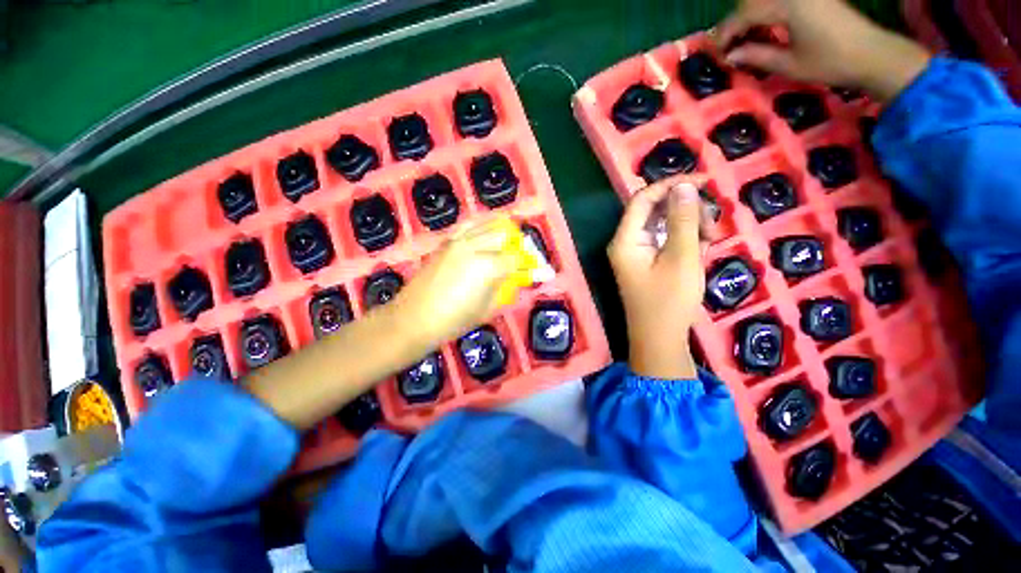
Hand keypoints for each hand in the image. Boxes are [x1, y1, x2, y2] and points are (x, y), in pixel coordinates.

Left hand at [393, 217, 529, 347]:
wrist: (414, 318)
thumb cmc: (454, 321)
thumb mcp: (488, 309)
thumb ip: (506, 287)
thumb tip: (519, 276)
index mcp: (489, 266)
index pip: (518, 258)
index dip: (533, 265)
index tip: (543, 271)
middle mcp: (475, 246)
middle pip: (506, 234)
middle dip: (520, 245)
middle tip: (524, 257)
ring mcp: (458, 241)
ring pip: (488, 224)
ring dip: (503, 231)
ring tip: (509, 243)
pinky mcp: (446, 242)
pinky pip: (469, 226)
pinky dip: (482, 227)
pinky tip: (485, 236)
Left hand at [608, 176, 714, 379]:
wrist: (660, 339)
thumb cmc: (670, 301)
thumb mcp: (681, 257)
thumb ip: (682, 220)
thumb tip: (683, 187)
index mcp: (625, 240)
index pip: (642, 199)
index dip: (671, 186)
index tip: (704, 182)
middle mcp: (626, 243)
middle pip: (655, 211)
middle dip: (686, 211)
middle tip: (711, 227)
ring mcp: (636, 253)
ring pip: (663, 225)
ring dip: (689, 227)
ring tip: (709, 243)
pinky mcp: (647, 263)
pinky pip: (665, 241)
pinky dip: (685, 241)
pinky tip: (702, 251)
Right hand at [713, 0, 930, 102]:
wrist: (873, 53)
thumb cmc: (830, 62)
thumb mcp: (789, 64)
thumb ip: (757, 56)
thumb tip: (730, 56)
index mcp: (788, 5)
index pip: (746, 14)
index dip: (727, 33)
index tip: (716, 52)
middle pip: (753, 0)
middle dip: (736, 21)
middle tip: (729, 45)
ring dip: (751, 15)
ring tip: (744, 39)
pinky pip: (780, 1)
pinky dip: (767, 12)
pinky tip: (765, 29)